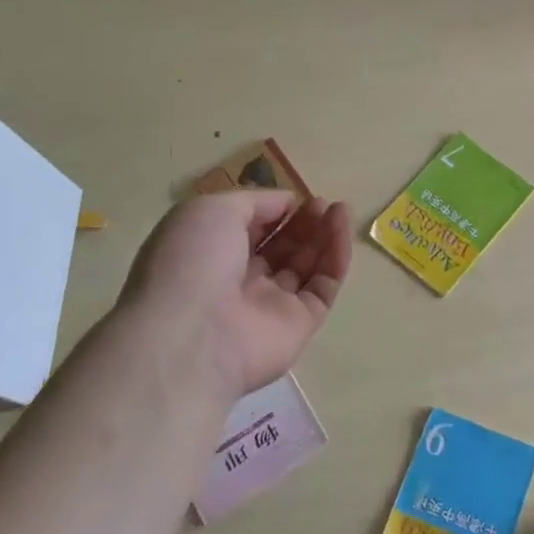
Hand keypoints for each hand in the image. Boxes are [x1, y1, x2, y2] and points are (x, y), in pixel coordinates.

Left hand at [117, 190, 351, 398]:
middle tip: (322, 203)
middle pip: (281, 247)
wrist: (193, 337)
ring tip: (340, 208)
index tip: (295, 197)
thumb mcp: (212, 211)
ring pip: (306, 266)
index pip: (249, 229)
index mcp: (210, 255)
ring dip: (323, 235)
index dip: (273, 210)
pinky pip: (323, 287)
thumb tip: (287, 203)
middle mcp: (239, 281)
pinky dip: (336, 258)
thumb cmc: (192, 262)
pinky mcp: (300, 325)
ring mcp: (271, 306)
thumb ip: (254, 202)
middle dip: (303, 223)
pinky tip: (341, 229)